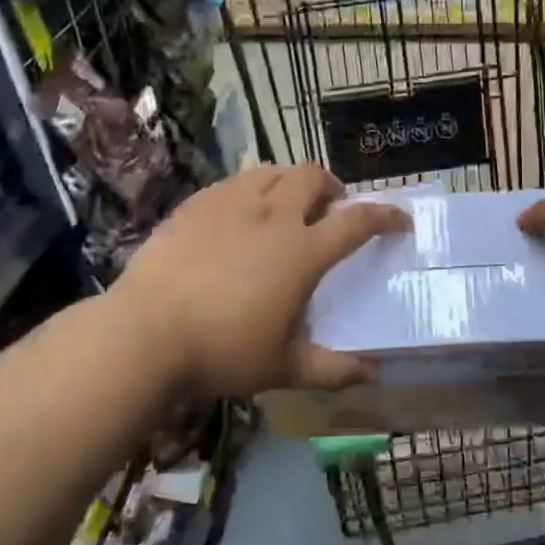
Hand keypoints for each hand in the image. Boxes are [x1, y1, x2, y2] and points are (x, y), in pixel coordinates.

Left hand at [111, 164, 409, 396]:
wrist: (144, 333)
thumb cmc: (221, 351)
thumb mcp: (282, 368)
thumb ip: (331, 369)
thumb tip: (372, 372)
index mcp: (302, 252)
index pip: (357, 222)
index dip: (386, 215)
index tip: (400, 219)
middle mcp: (273, 216)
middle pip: (313, 177)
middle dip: (332, 186)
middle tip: (330, 208)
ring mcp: (232, 203)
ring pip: (273, 171)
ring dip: (290, 182)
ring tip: (286, 204)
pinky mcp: (197, 203)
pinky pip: (234, 181)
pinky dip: (251, 189)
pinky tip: (240, 213)